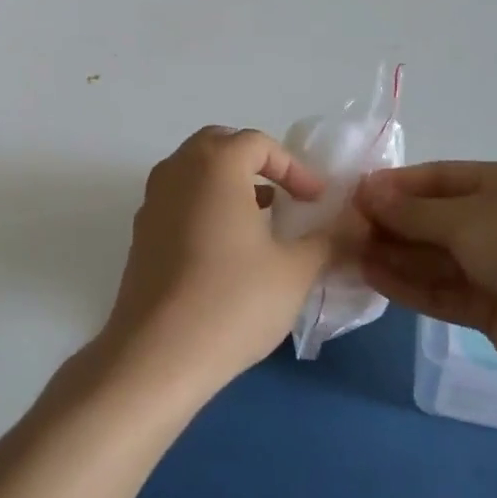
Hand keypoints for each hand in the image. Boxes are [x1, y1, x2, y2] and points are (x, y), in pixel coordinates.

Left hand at [91, 127, 333, 408]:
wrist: (157, 355)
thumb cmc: (232, 301)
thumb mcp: (295, 271)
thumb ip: (328, 239)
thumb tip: (355, 224)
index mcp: (214, 165)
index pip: (258, 143)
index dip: (293, 167)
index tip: (316, 200)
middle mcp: (176, 171)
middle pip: (218, 145)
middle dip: (255, 163)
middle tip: (283, 194)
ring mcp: (151, 202)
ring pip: (193, 172)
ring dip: (227, 183)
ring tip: (259, 220)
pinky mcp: (140, 235)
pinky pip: (177, 200)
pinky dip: (204, 206)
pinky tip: (225, 249)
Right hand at [356, 162, 496, 400]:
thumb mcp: (472, 218)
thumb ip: (415, 210)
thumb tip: (367, 192)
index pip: (443, 178)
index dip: (399, 184)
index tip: (355, 193)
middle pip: (436, 218)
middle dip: (392, 221)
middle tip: (344, 226)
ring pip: (437, 257)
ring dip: (395, 254)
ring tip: (348, 252)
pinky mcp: (494, 309)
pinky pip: (444, 290)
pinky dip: (410, 284)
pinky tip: (372, 277)